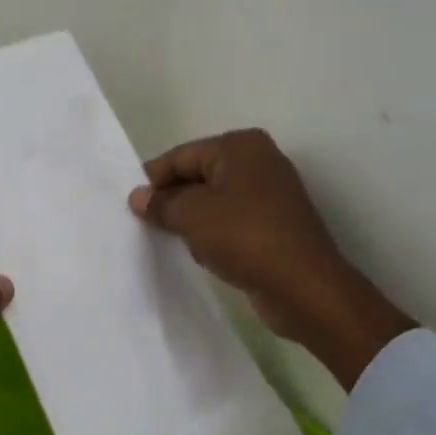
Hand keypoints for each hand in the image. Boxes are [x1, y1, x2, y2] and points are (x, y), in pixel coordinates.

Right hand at [129, 130, 412, 389]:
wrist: (304, 288)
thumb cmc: (244, 236)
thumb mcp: (190, 215)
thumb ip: (160, 203)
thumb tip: (138, 197)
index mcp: (240, 146)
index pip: (181, 156)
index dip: (153, 179)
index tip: (131, 203)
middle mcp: (258, 161)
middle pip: (198, 176)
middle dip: (173, 199)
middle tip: (145, 222)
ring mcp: (271, 193)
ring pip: (214, 200)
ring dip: (193, 220)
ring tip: (173, 240)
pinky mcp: (276, 224)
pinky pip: (232, 221)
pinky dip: (214, 234)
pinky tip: (203, 253)